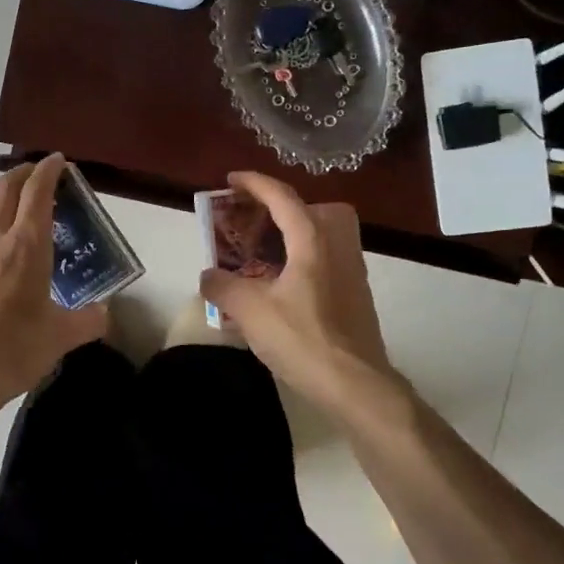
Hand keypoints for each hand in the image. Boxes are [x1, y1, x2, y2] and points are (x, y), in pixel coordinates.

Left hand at [0, 154, 107, 420]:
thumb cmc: (11, 351)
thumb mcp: (60, 339)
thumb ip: (88, 320)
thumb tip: (104, 313)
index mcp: (26, 247)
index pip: (37, 193)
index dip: (49, 171)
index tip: (59, 161)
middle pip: (5, 188)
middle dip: (24, 173)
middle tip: (40, 174)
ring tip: (10, 198)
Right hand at [199, 172, 399, 414]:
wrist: (356, 384)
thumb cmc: (303, 339)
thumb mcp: (251, 311)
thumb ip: (223, 286)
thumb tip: (208, 276)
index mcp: (312, 240)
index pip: (282, 197)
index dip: (254, 183)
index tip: (231, 179)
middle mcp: (337, 246)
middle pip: (311, 209)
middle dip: (281, 207)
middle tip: (253, 221)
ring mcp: (351, 270)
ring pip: (321, 235)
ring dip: (292, 234)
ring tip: (261, 255)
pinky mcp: (355, 294)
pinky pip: (325, 259)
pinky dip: (302, 259)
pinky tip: (279, 287)